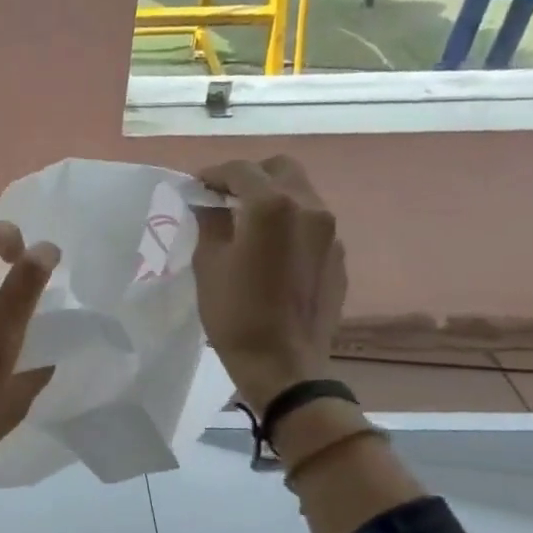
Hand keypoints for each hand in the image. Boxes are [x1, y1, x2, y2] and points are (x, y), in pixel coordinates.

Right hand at [191, 156, 346, 413]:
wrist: (283, 363)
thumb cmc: (235, 313)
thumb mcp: (208, 264)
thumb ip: (209, 222)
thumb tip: (207, 203)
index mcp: (272, 206)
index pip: (241, 170)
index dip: (213, 174)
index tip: (195, 187)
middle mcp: (309, 208)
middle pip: (280, 169)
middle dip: (250, 176)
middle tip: (224, 197)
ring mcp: (329, 232)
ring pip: (300, 193)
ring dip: (272, 197)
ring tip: (246, 222)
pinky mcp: (337, 255)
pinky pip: (311, 223)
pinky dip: (289, 222)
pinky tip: (270, 250)